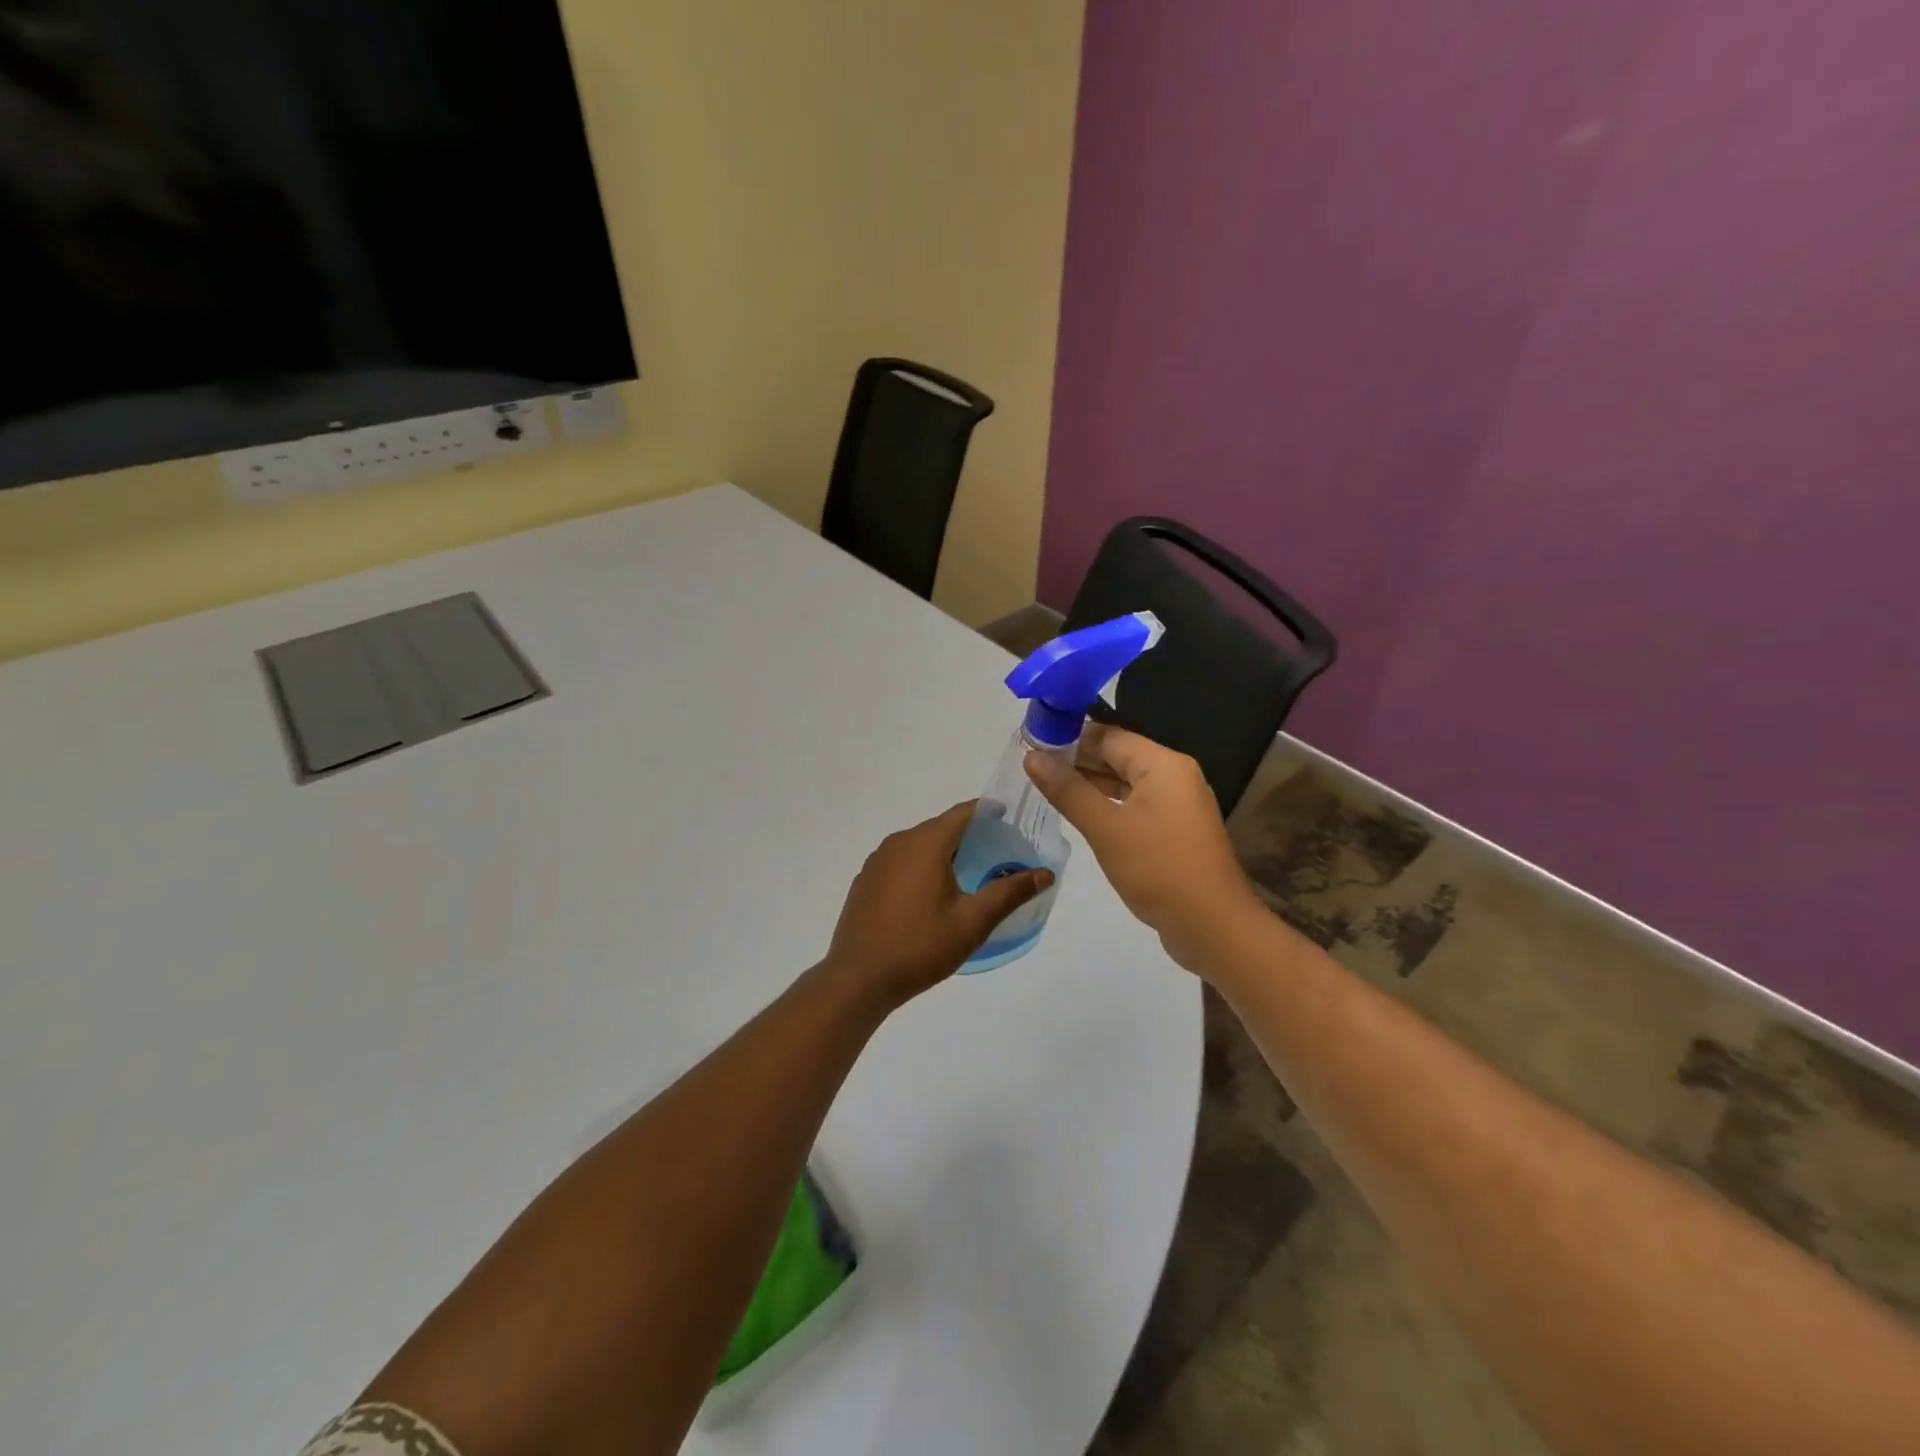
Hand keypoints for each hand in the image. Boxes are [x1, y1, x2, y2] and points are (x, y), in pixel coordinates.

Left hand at [825, 801, 1054, 1009]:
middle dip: (970, 835)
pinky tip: (932, 894)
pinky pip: (901, 862)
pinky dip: (921, 867)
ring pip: (920, 845)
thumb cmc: (920, 946)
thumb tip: (1045, 873)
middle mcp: (899, 842)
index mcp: (926, 843)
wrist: (858, 979)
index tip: (1011, 819)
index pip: (963, 812)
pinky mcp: (865, 881)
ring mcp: (877, 861)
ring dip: (945, 852)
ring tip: (970, 874)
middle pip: (941, 827)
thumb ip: (1009, 893)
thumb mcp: (973, 922)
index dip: (988, 811)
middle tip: (998, 853)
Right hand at [1025, 726, 1261, 974]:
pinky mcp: (1175, 832)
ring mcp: (1177, 805)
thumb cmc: (1158, 869)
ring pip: (1126, 783)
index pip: (1108, 736)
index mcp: (1163, 764)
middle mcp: (1174, 776)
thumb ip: (1068, 790)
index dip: (1069, 737)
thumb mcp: (1105, 828)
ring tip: (1046, 788)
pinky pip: (1135, 806)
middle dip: (1076, 760)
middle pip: (1118, 756)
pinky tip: (1080, 814)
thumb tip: (1032, 757)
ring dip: (1090, 784)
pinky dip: (1108, 806)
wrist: (1213, 926)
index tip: (1031, 743)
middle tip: (1032, 767)